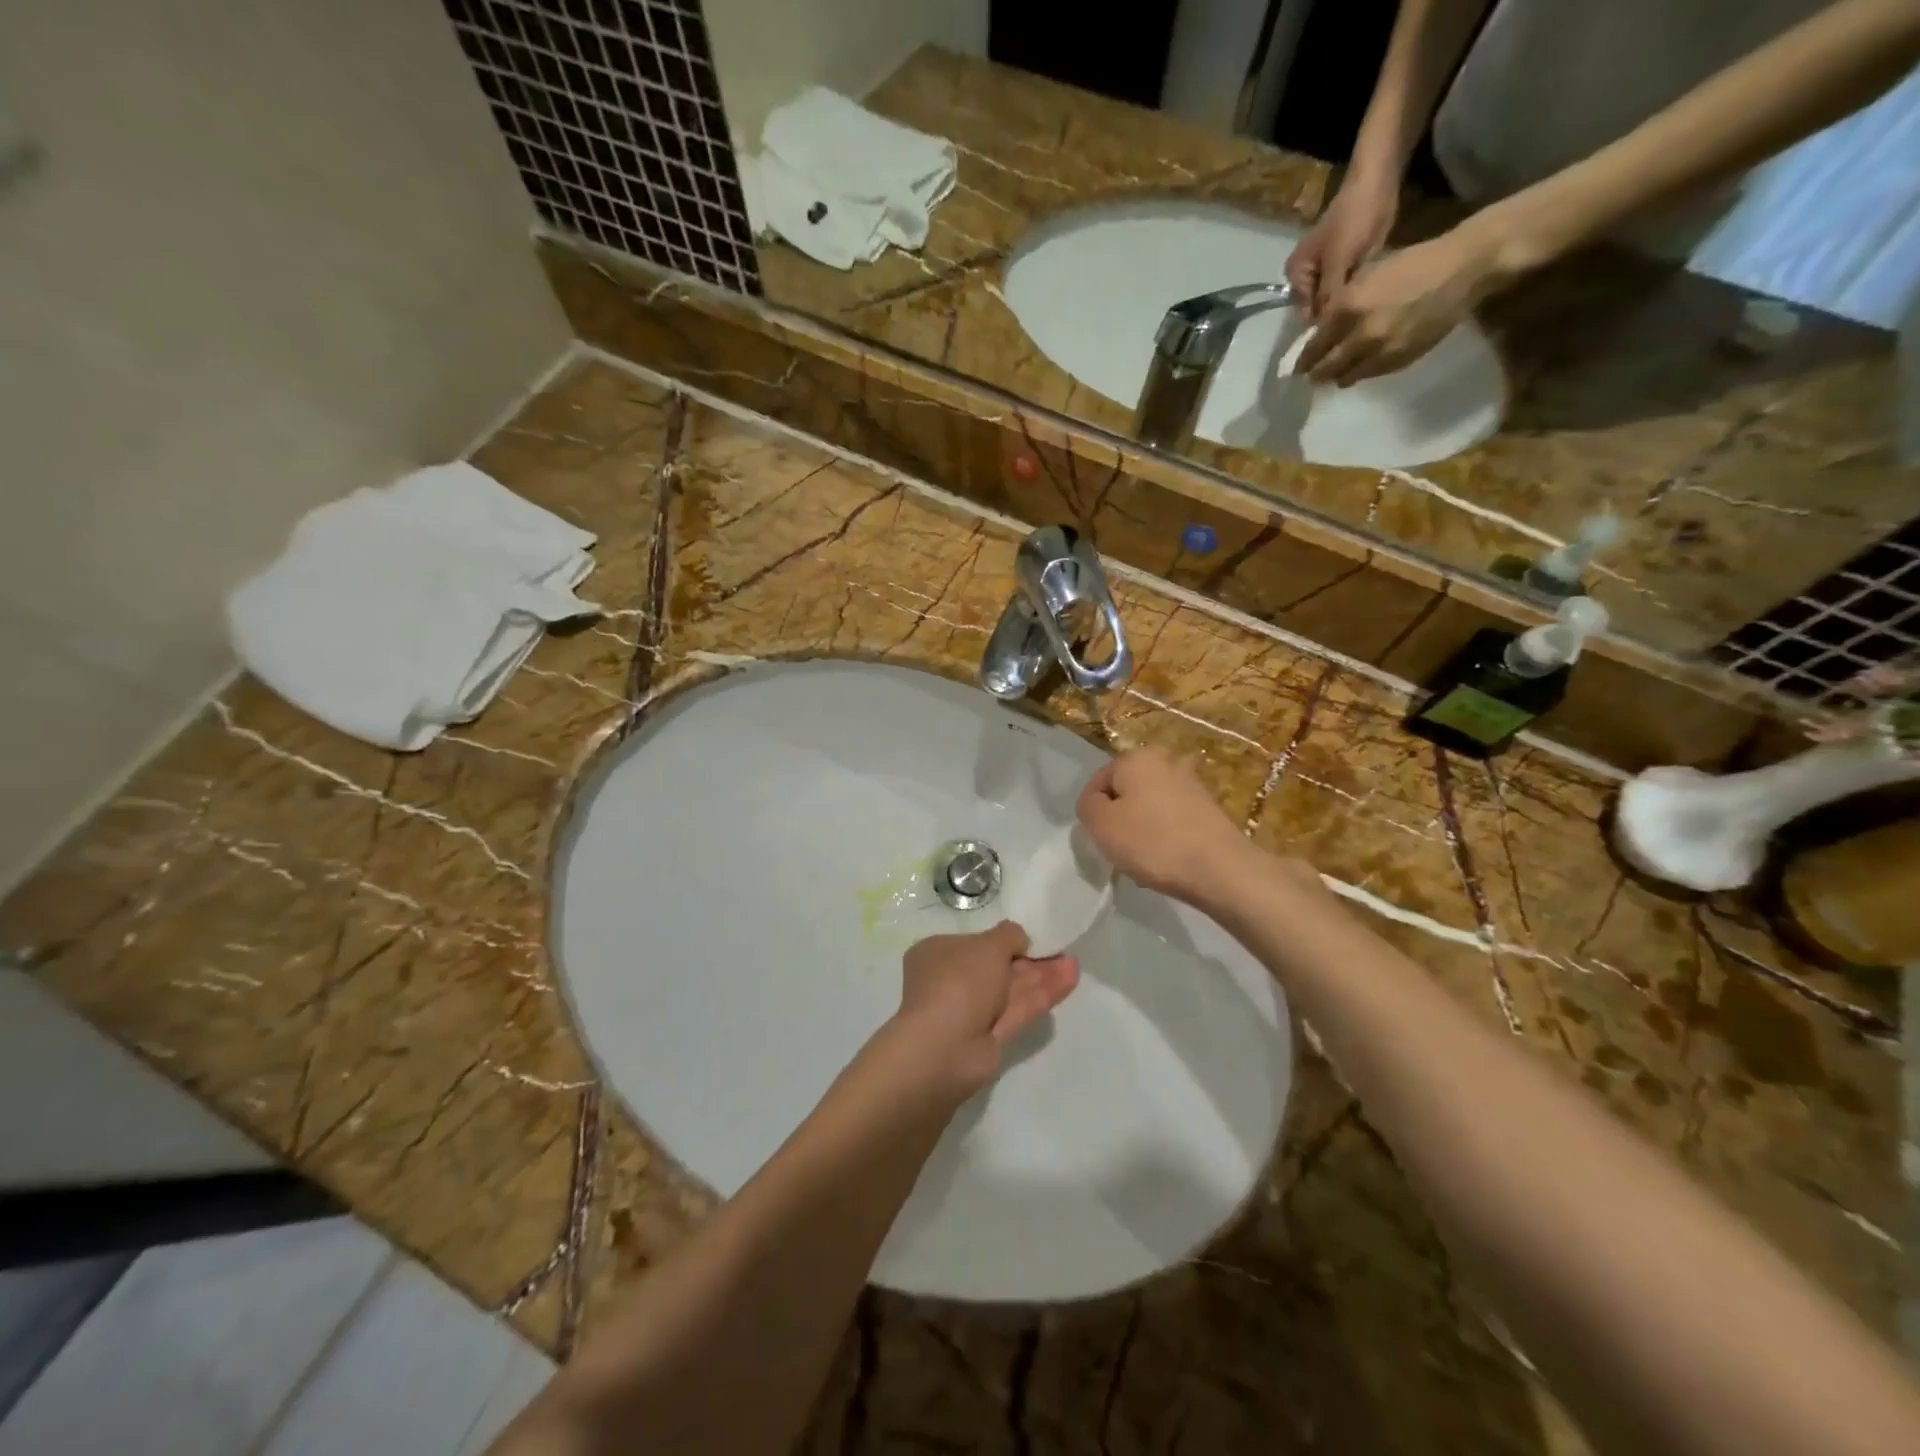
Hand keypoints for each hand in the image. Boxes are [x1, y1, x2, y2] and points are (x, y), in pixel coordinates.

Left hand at [888, 922, 1078, 1096]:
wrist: (945, 1047)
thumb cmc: (958, 981)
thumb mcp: (988, 945)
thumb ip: (1009, 936)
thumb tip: (1019, 938)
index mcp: (938, 954)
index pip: (974, 944)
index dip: (1003, 941)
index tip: (1031, 939)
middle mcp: (951, 981)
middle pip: (997, 968)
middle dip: (1029, 960)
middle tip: (1061, 951)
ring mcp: (970, 1012)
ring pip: (1011, 990)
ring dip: (1041, 977)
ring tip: (1073, 964)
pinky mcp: (989, 1038)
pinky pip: (1018, 1010)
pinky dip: (1041, 996)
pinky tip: (1069, 980)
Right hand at [1076, 748, 1251, 904]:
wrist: (1220, 869)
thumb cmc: (1153, 842)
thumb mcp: (1101, 824)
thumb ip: (1087, 806)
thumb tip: (1096, 802)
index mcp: (1136, 757)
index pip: (1097, 783)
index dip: (1093, 813)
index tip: (1101, 838)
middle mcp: (1165, 760)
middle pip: (1125, 793)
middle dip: (1119, 819)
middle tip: (1121, 849)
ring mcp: (1191, 782)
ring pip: (1148, 807)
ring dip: (1142, 829)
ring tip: (1145, 858)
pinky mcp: (1208, 807)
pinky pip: (1172, 819)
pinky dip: (1165, 836)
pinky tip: (1168, 859)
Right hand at [1285, 171, 1398, 320]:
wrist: (1377, 182)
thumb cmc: (1353, 219)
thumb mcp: (1338, 262)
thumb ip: (1329, 296)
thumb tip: (1324, 330)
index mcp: (1295, 276)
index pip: (1306, 313)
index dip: (1322, 324)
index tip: (1342, 334)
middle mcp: (1306, 279)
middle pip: (1319, 309)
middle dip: (1336, 315)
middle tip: (1356, 324)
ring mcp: (1325, 274)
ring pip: (1334, 301)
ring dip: (1347, 306)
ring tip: (1364, 314)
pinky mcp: (1344, 268)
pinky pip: (1347, 290)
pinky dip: (1356, 295)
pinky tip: (1369, 300)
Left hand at [1293, 221, 1509, 386]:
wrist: (1462, 269)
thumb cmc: (1412, 264)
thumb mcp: (1367, 277)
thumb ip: (1341, 305)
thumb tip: (1320, 329)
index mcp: (1347, 307)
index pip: (1313, 346)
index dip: (1303, 358)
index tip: (1297, 365)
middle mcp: (1360, 334)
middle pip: (1325, 368)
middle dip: (1315, 373)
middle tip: (1311, 375)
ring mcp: (1380, 351)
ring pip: (1345, 377)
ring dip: (1337, 376)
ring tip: (1334, 374)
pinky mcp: (1398, 361)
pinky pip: (1369, 375)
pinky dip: (1360, 373)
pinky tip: (1360, 367)